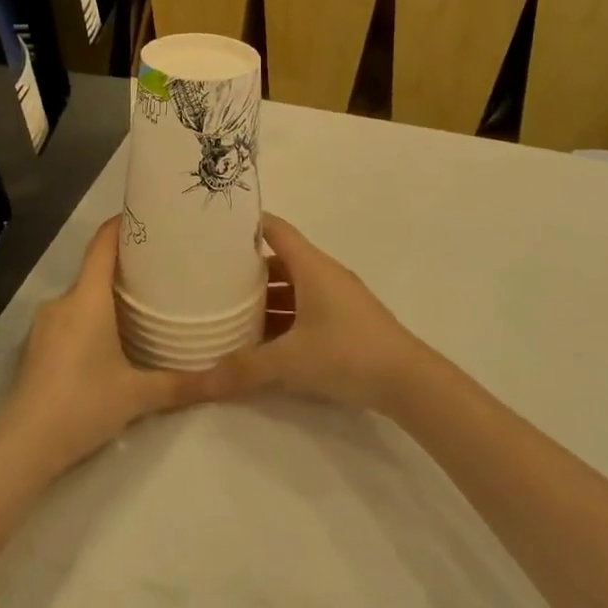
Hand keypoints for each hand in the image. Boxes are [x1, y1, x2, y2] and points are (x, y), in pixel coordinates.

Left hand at [0, 217, 216, 476]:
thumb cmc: (83, 405)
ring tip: (143, 305)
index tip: (148, 216)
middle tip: (162, 270)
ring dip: (108, 296)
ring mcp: (45, 324)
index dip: (122, 225)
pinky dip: (92, 317)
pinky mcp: (37, 346)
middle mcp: (63, 302)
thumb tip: (226, 380)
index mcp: (87, 299)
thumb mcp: (138, 396)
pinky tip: (111, 340)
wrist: (22, 445)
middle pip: (95, 270)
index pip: (102, 245)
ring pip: (82, 297)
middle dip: (126, 267)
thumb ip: (182, 385)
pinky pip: (70, 317)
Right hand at [206, 215, 429, 413]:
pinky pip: (304, 310)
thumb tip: (197, 384)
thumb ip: (243, 369)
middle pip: (279, 262)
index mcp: (311, 267)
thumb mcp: (290, 361)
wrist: (409, 382)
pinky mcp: (345, 322)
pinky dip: (282, 319)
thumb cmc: (348, 353)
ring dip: (264, 299)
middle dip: (246, 270)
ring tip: (228, 312)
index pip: (275, 229)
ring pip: (292, 289)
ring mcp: (337, 299)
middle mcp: (324, 275)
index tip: (214, 228)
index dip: (246, 224)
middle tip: (209, 278)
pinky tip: (262, 341)